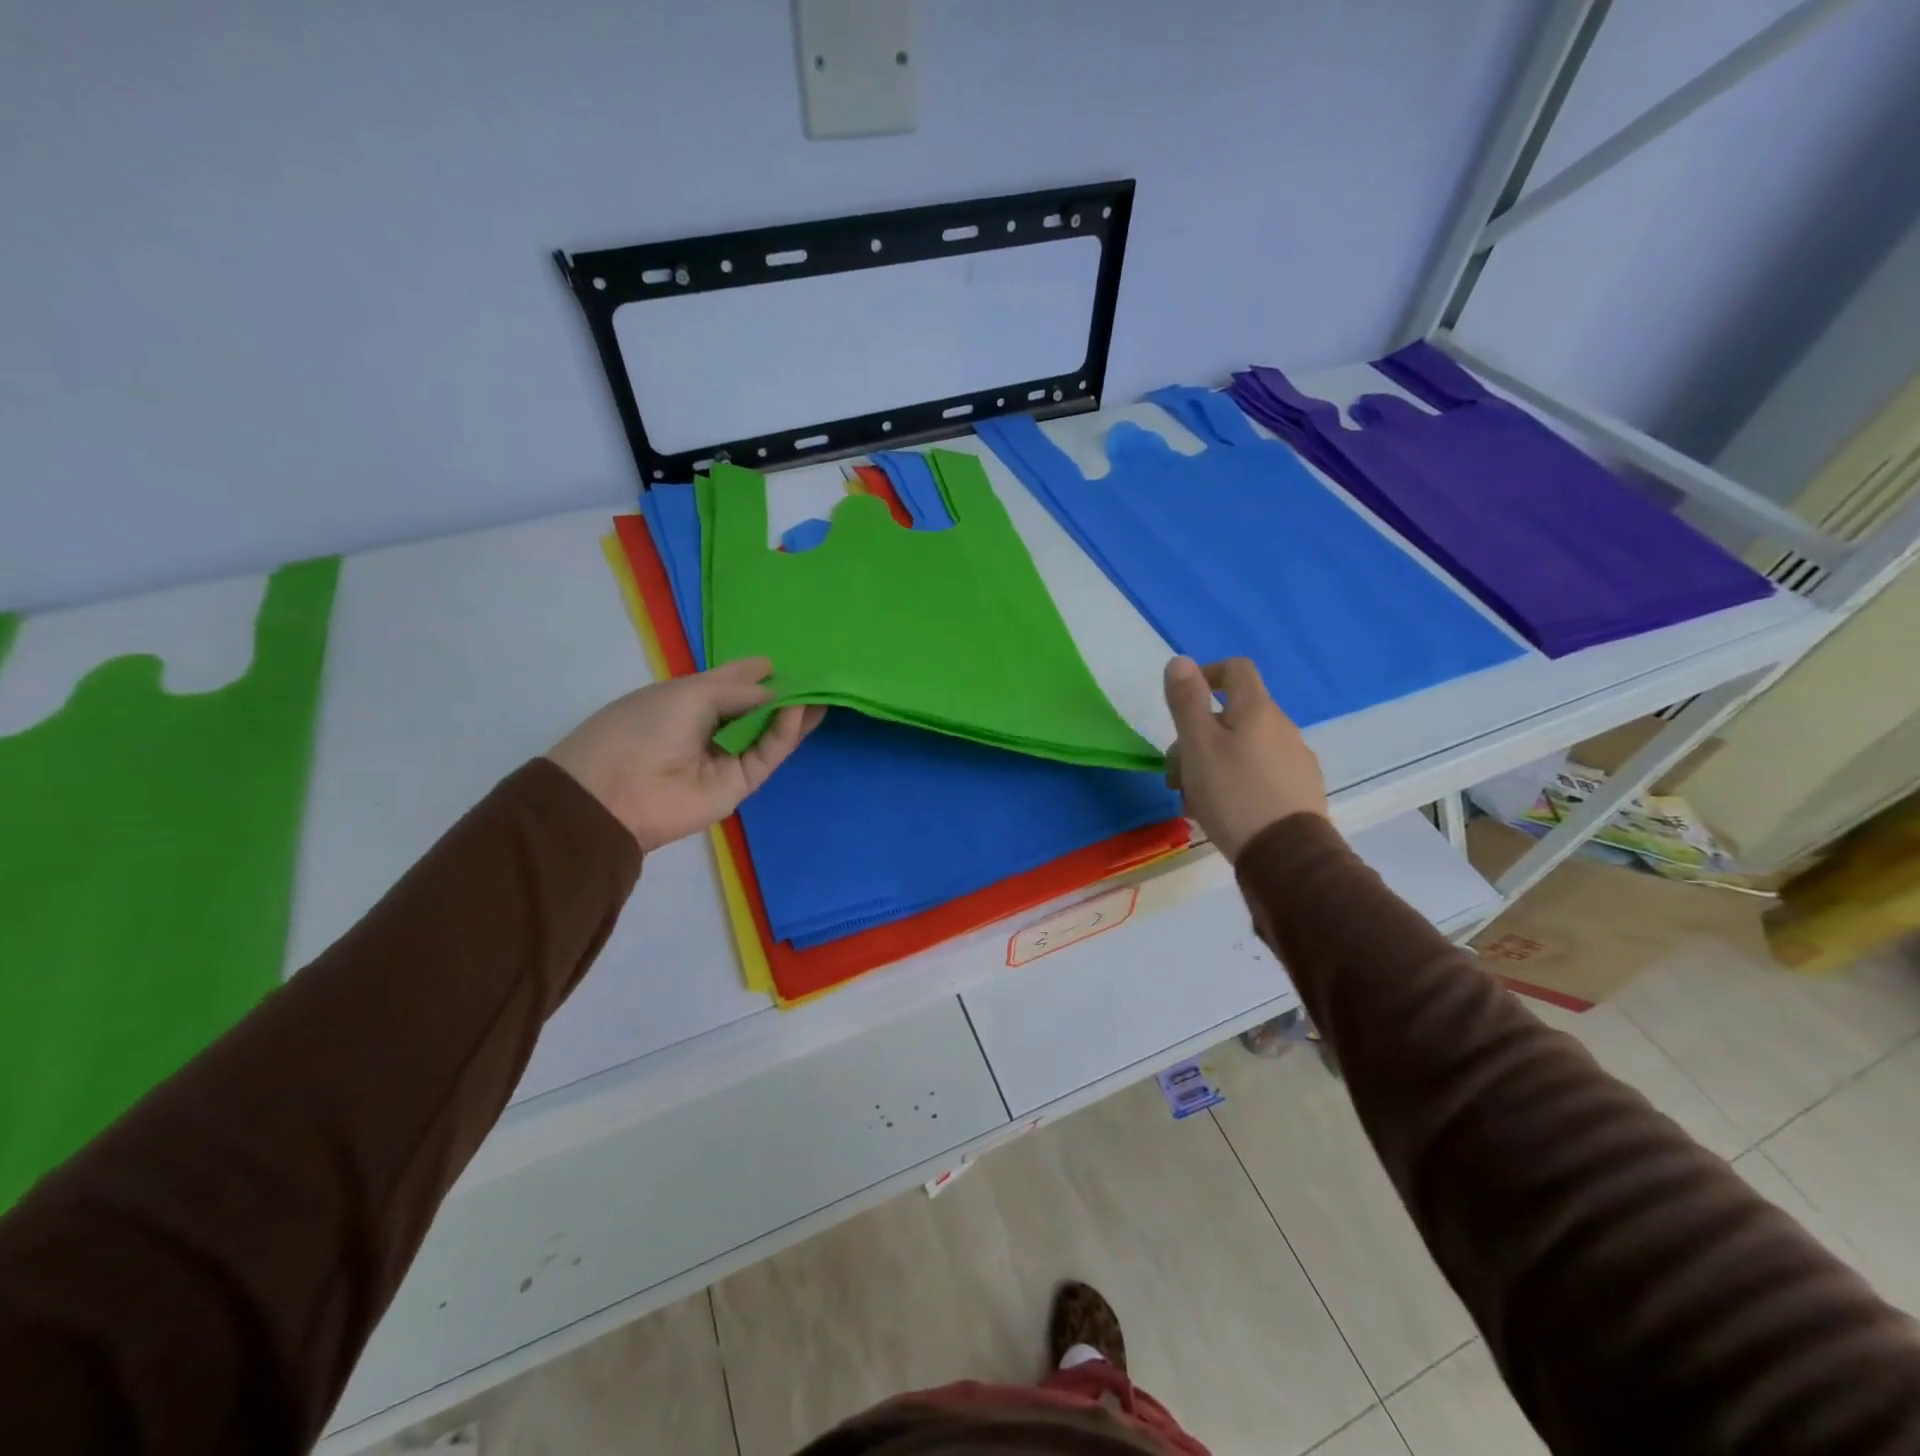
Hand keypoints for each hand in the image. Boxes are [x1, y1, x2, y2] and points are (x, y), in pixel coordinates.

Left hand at [547, 656, 823, 851]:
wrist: (618, 792)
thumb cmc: (645, 727)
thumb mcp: (691, 694)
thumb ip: (739, 692)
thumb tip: (775, 694)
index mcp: (687, 699)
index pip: (728, 682)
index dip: (752, 671)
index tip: (780, 660)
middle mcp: (709, 726)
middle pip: (753, 708)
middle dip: (780, 692)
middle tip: (815, 675)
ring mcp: (726, 756)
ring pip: (767, 732)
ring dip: (791, 713)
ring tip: (820, 692)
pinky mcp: (740, 783)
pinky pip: (767, 754)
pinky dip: (784, 733)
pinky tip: (799, 711)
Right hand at [1162, 655, 1327, 861]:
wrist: (1287, 856)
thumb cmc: (1233, 793)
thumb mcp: (1198, 745)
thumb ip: (1187, 701)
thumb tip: (1181, 660)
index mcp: (1257, 709)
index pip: (1236, 669)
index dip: (1207, 674)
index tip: (1184, 701)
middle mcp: (1282, 726)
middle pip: (1234, 715)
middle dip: (1198, 737)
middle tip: (1176, 773)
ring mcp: (1295, 759)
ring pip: (1243, 748)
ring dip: (1212, 764)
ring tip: (1192, 800)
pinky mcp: (1300, 790)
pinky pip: (1260, 773)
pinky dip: (1236, 781)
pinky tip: (1222, 812)